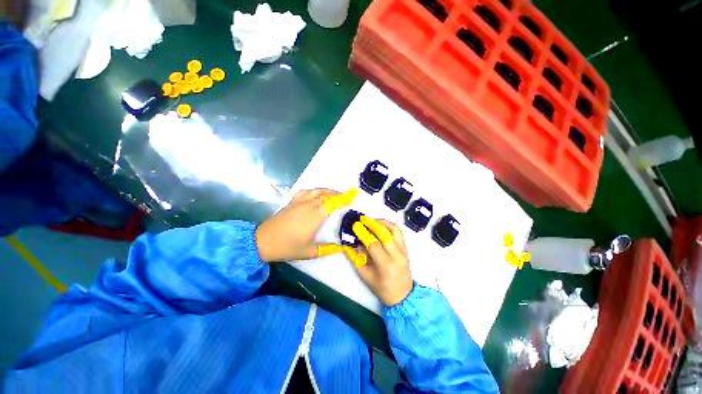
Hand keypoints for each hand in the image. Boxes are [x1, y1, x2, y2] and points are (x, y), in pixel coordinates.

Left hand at [255, 188, 356, 261]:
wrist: (262, 241)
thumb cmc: (287, 247)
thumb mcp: (309, 252)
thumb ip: (327, 249)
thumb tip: (343, 248)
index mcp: (314, 217)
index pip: (333, 203)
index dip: (344, 198)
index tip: (353, 195)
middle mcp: (308, 206)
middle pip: (326, 196)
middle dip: (339, 195)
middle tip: (348, 196)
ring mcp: (299, 203)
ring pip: (317, 192)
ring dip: (328, 191)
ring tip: (335, 193)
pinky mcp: (292, 202)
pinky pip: (305, 192)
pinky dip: (314, 190)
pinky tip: (316, 193)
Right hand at [351, 216, 412, 306]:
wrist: (403, 295)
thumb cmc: (382, 288)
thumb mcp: (365, 275)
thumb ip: (356, 258)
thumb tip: (351, 242)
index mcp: (386, 264)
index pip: (373, 244)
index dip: (363, 233)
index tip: (355, 226)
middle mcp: (397, 255)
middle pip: (384, 233)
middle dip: (371, 223)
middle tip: (362, 219)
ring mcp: (403, 250)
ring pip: (393, 229)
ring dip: (381, 222)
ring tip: (370, 220)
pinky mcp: (405, 247)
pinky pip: (398, 231)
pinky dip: (389, 225)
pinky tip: (380, 224)